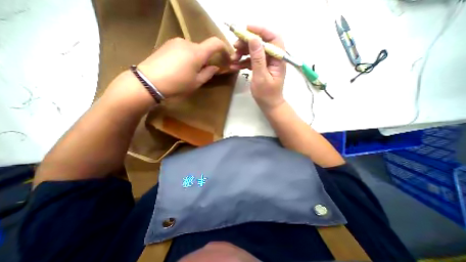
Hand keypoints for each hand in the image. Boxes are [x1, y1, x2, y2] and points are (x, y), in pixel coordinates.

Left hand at [137, 37, 226, 97]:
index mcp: (197, 53)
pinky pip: (183, 49)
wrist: (149, 81)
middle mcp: (187, 43)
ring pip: (193, 49)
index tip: (226, 58)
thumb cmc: (177, 84)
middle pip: (203, 48)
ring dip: (196, 59)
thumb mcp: (197, 82)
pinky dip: (187, 57)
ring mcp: (176, 42)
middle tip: (203, 72)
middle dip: (207, 59)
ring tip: (189, 72)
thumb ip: (208, 73)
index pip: (216, 43)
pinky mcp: (167, 44)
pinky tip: (180, 68)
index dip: (224, 49)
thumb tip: (215, 67)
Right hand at [229, 27, 283, 111]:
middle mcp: (273, 58)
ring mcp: (267, 63)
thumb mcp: (261, 77)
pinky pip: (252, 61)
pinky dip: (243, 62)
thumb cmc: (266, 94)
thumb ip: (258, 58)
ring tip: (233, 58)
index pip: (272, 38)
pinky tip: (235, 66)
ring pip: (254, 52)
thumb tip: (254, 39)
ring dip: (243, 53)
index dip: (260, 30)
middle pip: (261, 43)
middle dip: (247, 43)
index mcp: (278, 59)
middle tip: (235, 46)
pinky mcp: (261, 68)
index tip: (246, 29)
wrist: (269, 105)